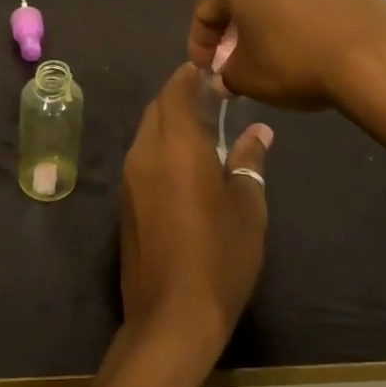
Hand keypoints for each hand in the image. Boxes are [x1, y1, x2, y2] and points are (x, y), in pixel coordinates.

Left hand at [118, 64, 272, 359]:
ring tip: (203, 129)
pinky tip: (185, 164)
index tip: (211, 71)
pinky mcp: (125, 201)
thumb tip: (259, 133)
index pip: (175, 90)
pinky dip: (160, 147)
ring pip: (147, 132)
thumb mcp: (247, 207)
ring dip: (169, 122)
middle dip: (180, 96)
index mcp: (176, 146)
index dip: (190, 75)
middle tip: (212, 99)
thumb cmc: (220, 256)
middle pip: (157, 108)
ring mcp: (130, 178)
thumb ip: (249, 162)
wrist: (171, 315)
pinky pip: (142, 157)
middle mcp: (145, 153)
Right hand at [188, 0, 385, 112]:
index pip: (205, 9)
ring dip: (269, 19)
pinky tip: (308, 44)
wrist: (377, 56)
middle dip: (235, 28)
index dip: (200, 44)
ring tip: (274, 53)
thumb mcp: (247, 77)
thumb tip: (227, 74)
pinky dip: (300, 16)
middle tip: (236, 61)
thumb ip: (227, 73)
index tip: (207, 71)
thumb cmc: (295, 60)